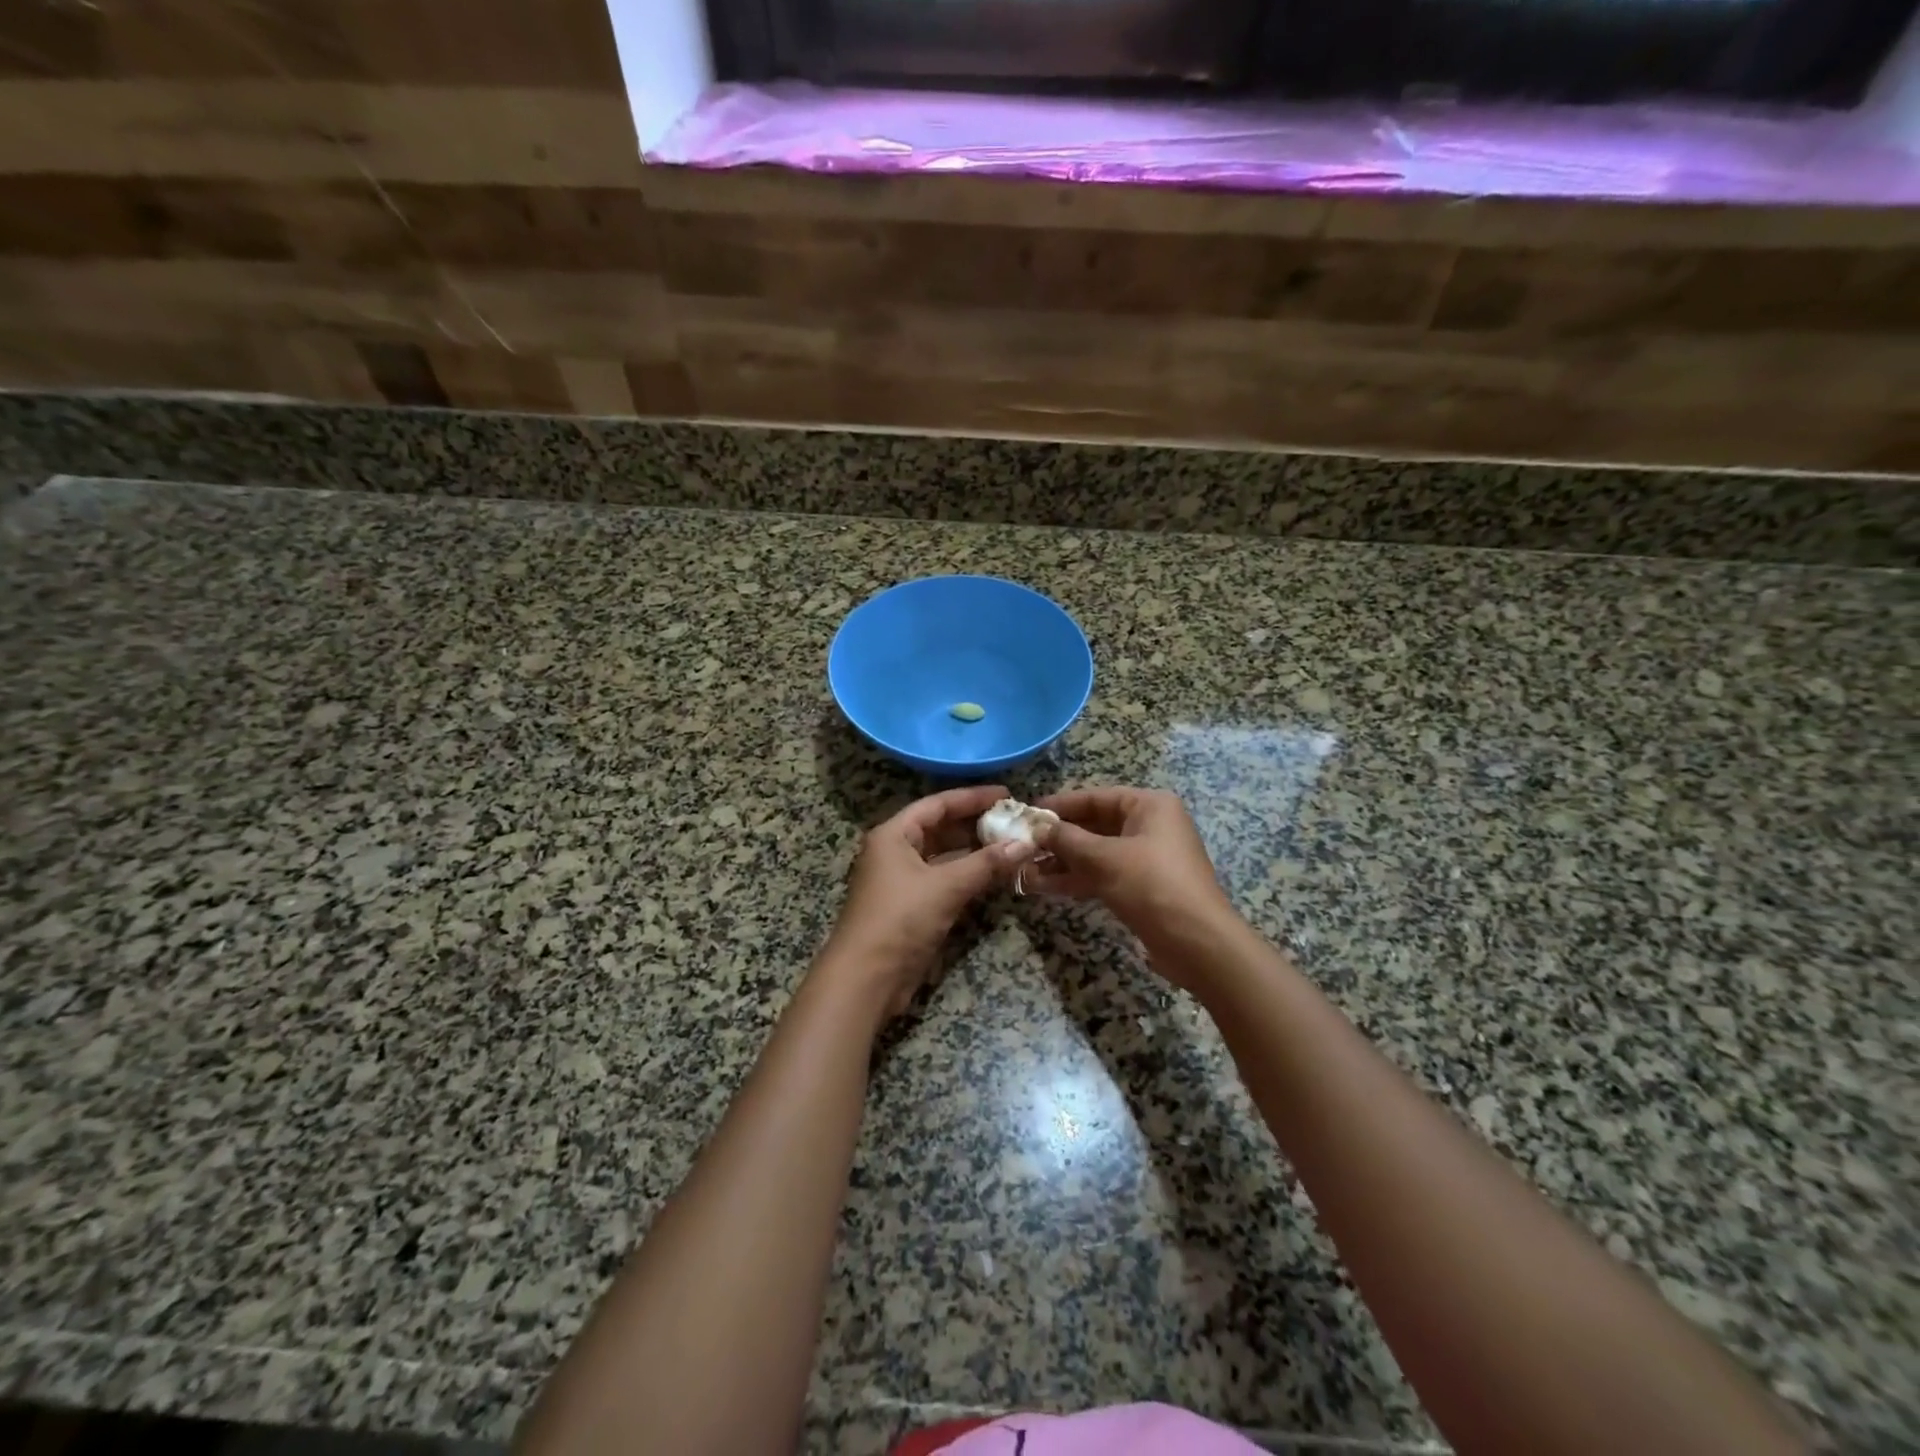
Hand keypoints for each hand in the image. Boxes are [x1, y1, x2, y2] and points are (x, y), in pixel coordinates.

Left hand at [820, 785, 1035, 1017]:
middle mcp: (896, 851)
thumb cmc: (900, 919)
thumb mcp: (945, 886)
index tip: (1006, 794)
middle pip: (940, 828)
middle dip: (976, 825)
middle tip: (1014, 821)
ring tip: (1013, 845)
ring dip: (976, 852)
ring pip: (945, 856)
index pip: (937, 804)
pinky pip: (946, 880)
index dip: (972, 797)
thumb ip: (986, 863)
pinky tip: (996, 874)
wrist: (867, 978)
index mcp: (894, 835)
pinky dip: (969, 875)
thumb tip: (1025, 843)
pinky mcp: (913, 906)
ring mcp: (904, 880)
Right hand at [1030, 787, 1237, 950]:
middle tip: (1021, 846)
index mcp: (1149, 806)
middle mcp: (1149, 826)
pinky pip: (1103, 875)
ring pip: (1095, 854)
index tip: (1027, 813)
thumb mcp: (1104, 858)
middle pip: (1094, 826)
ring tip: (1023, 870)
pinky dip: (1076, 879)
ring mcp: (1146, 859)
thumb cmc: (1152, 885)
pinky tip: (1043, 887)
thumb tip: (1037, 827)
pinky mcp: (1141, 888)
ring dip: (1061, 862)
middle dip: (1058, 839)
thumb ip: (1067, 839)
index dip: (1060, 805)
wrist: (1197, 943)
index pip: (1096, 797)